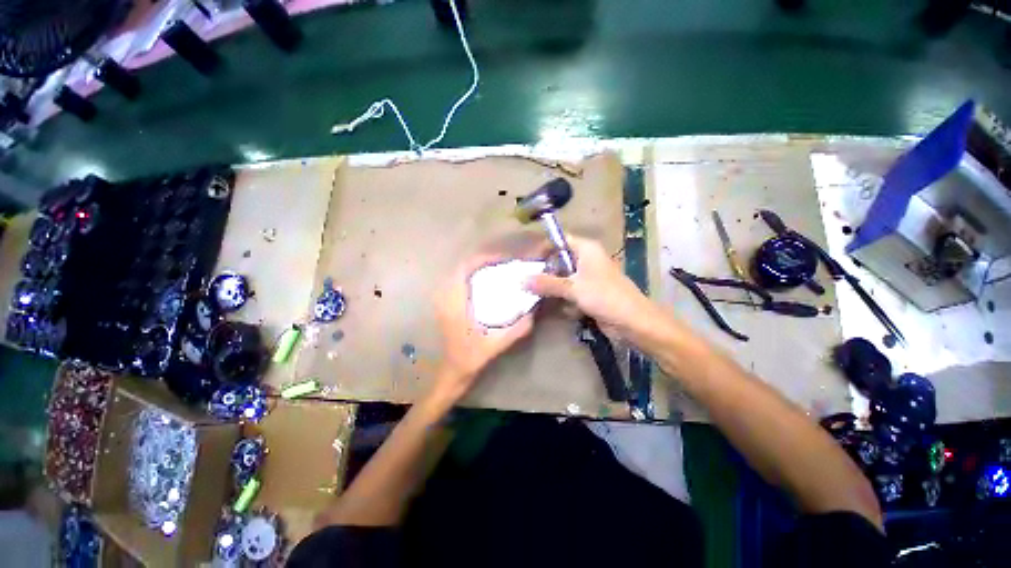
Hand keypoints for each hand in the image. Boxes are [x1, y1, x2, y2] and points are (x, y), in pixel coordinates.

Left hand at [432, 255, 534, 400]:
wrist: (452, 371)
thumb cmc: (470, 358)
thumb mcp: (496, 345)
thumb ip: (516, 329)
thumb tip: (533, 311)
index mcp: (455, 304)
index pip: (464, 269)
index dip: (482, 259)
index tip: (502, 260)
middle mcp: (446, 298)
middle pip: (461, 268)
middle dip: (482, 261)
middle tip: (503, 264)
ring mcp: (443, 301)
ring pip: (458, 274)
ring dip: (476, 268)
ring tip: (496, 270)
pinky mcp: (445, 305)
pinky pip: (457, 282)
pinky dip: (471, 277)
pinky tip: (486, 284)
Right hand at [526, 236, 653, 332]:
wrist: (633, 322)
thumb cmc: (605, 297)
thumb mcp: (573, 288)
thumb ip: (547, 283)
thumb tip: (521, 280)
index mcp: (586, 250)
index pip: (560, 240)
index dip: (543, 248)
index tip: (527, 261)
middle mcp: (586, 260)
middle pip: (559, 260)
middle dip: (545, 272)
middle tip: (526, 281)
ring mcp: (588, 278)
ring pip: (563, 279)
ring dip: (552, 288)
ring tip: (535, 296)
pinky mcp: (589, 294)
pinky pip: (569, 293)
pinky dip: (562, 299)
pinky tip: (554, 307)